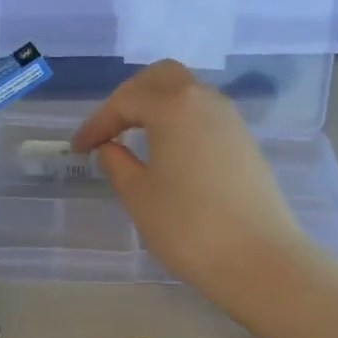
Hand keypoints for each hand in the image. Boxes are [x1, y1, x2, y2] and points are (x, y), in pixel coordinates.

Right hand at [69, 60, 310, 298]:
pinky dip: (180, 123)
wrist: (258, 258)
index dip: (97, 123)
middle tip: (110, 128)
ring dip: (158, 107)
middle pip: (162, 78)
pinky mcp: (246, 143)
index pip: (125, 100)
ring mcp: (231, 120)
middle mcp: (206, 100)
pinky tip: (169, 154)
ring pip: (188, 94)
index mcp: (174, 105)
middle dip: (130, 97)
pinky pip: (205, 116)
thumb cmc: (188, 226)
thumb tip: (110, 148)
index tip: (79, 149)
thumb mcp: (138, 196)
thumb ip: (117, 164)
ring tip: (136, 139)